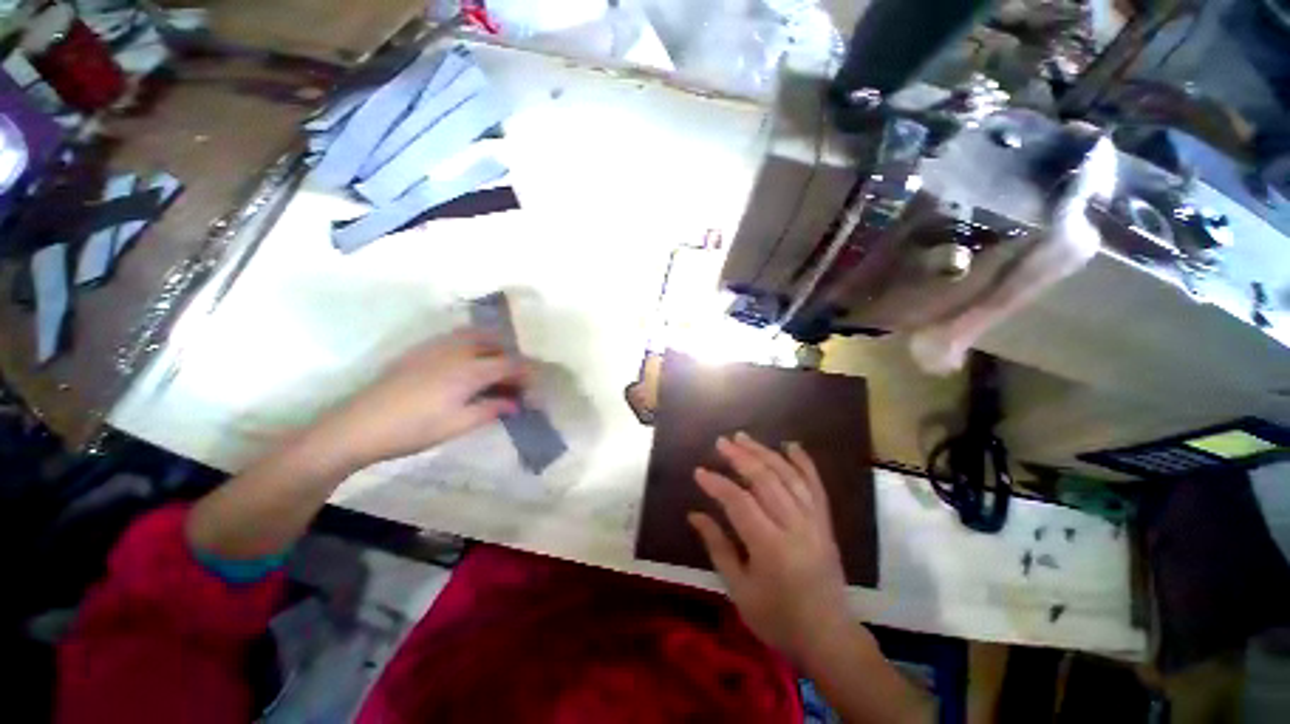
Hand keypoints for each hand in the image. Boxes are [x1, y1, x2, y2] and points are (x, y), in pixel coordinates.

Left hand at [313, 330, 526, 471]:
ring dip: (492, 346)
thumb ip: (492, 409)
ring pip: (474, 334)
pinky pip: (455, 338)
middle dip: (511, 356)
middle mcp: (457, 350)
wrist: (359, 425)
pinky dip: (471, 345)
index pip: (510, 364)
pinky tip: (465, 364)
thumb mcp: (459, 424)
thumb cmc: (415, 428)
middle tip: (515, 378)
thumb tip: (515, 404)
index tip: (534, 389)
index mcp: (470, 369)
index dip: (527, 375)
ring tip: (495, 366)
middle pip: (495, 342)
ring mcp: (436, 347)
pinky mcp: (419, 351)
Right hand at [689, 432, 850, 661]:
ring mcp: (814, 522)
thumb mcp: (739, 589)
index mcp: (771, 547)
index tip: (699, 471)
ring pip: (788, 476)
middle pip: (765, 480)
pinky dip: (804, 462)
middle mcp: (795, 527)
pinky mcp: (825, 523)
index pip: (739, 502)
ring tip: (744, 437)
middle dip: (740, 457)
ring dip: (765, 452)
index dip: (717, 484)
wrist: (829, 638)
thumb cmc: (777, 619)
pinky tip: (790, 445)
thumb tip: (694, 515)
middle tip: (721, 442)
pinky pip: (815, 485)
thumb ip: (717, 547)